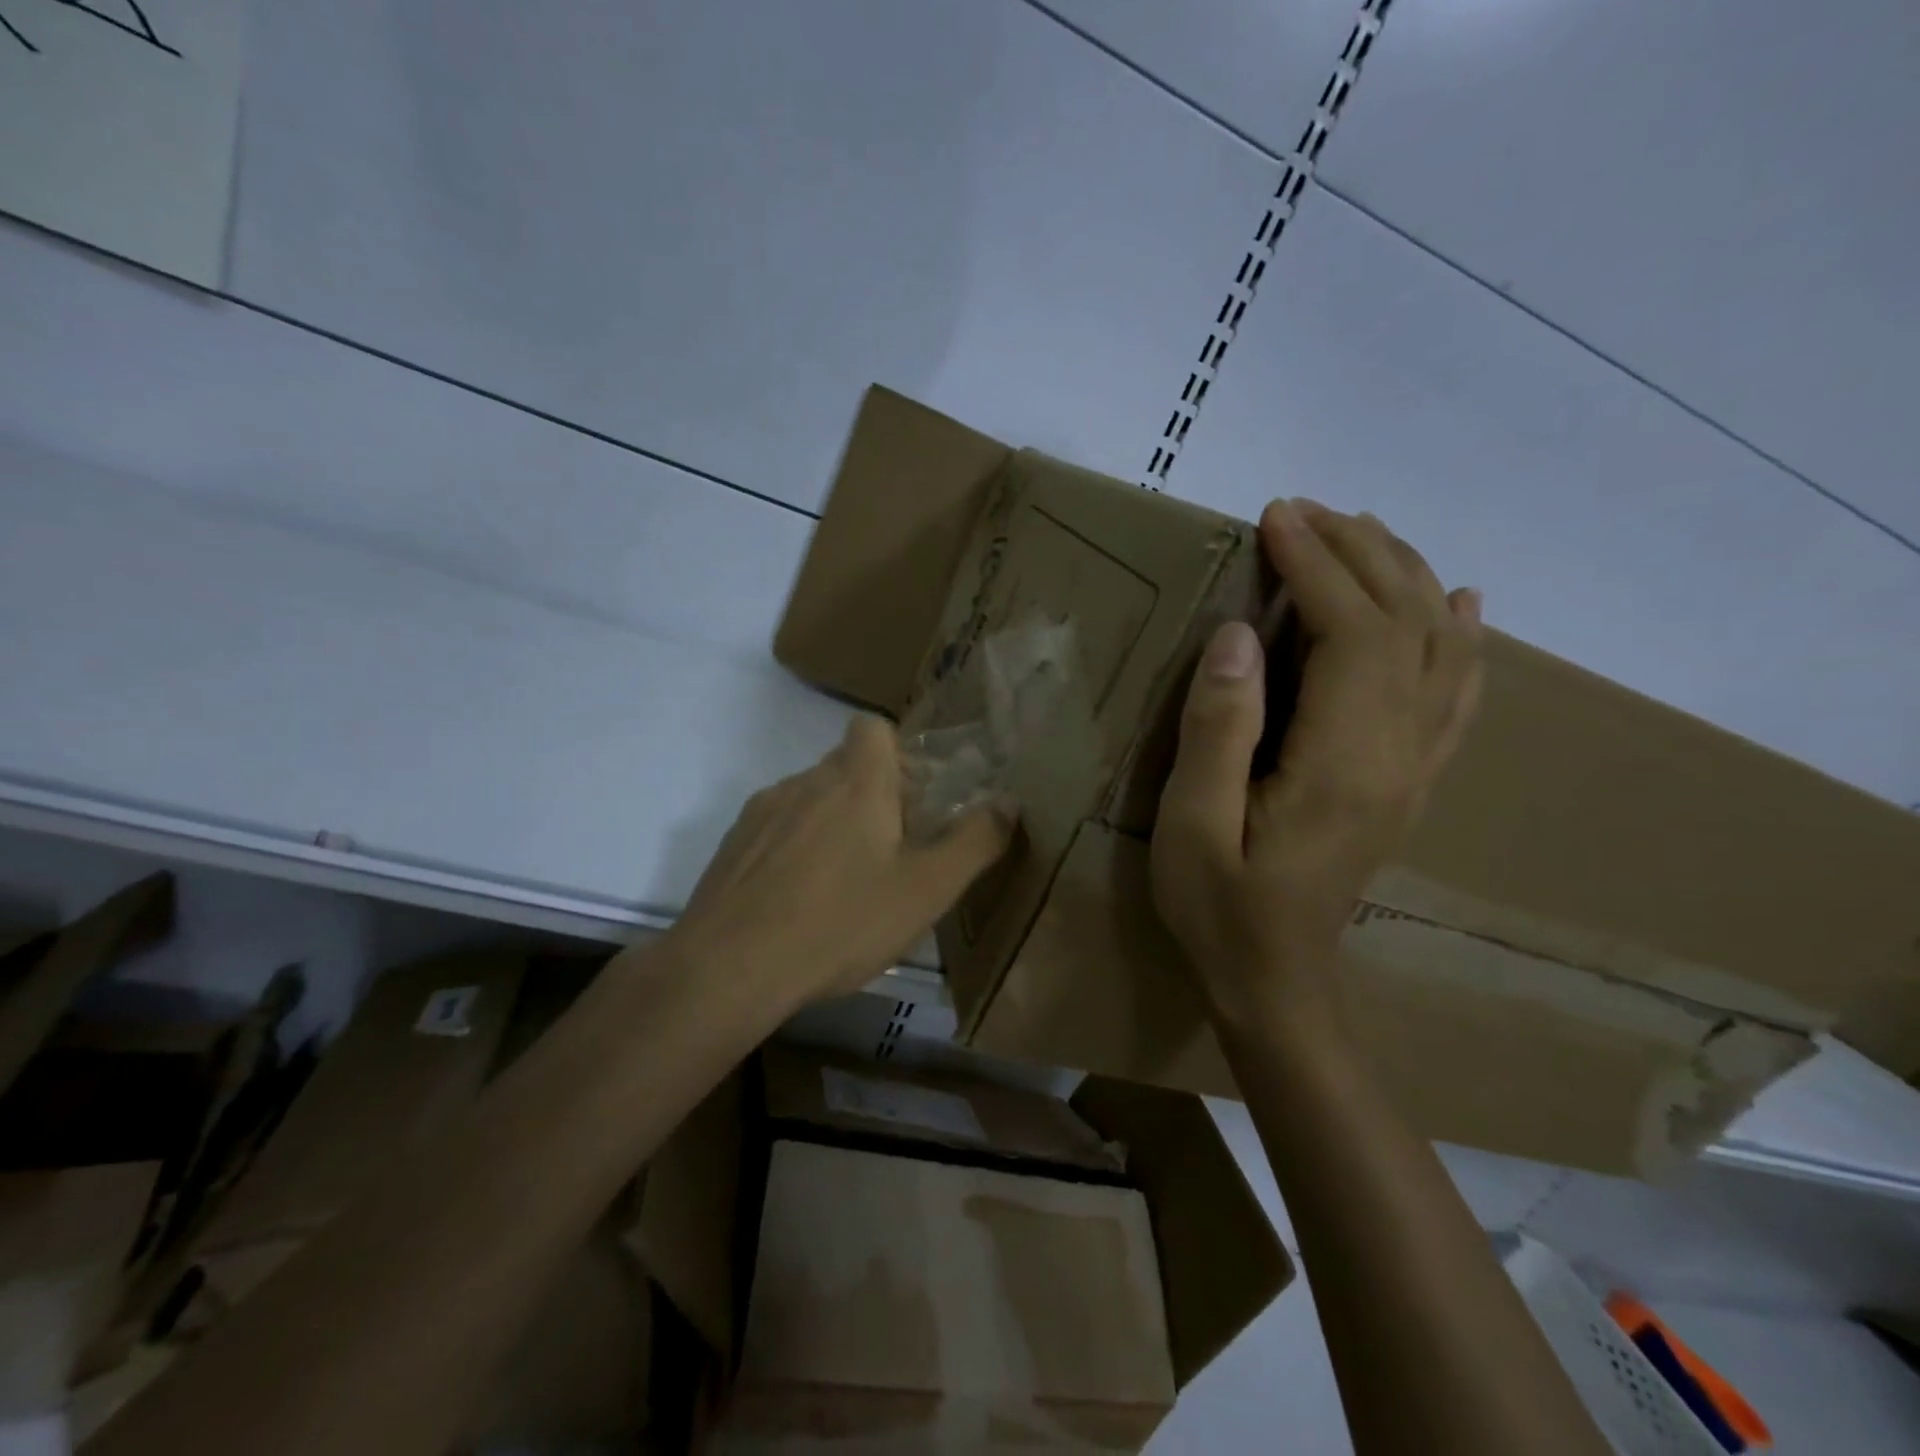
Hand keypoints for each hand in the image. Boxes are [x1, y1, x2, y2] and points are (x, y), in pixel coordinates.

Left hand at [671, 714, 1013, 1008]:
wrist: (728, 968)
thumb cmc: (840, 922)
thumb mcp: (926, 890)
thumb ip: (974, 842)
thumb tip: (1008, 802)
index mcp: (856, 781)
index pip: (873, 727)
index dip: (897, 753)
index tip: (913, 799)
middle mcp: (805, 781)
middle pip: (845, 767)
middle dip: (873, 797)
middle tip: (893, 853)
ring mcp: (762, 812)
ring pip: (810, 799)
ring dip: (832, 824)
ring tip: (844, 886)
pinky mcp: (731, 845)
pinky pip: (776, 830)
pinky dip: (794, 850)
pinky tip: (799, 902)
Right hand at [1151, 500, 1482, 1029]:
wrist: (1277, 983)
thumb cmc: (1220, 907)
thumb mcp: (1193, 825)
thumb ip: (1218, 731)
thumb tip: (1241, 636)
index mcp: (1344, 761)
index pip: (1353, 632)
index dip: (1318, 565)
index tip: (1274, 519)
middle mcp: (1398, 754)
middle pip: (1406, 625)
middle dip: (1360, 554)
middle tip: (1305, 512)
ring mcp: (1415, 769)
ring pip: (1440, 649)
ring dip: (1406, 578)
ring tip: (1364, 533)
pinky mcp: (1409, 782)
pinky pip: (1455, 697)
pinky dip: (1462, 640)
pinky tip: (1462, 606)